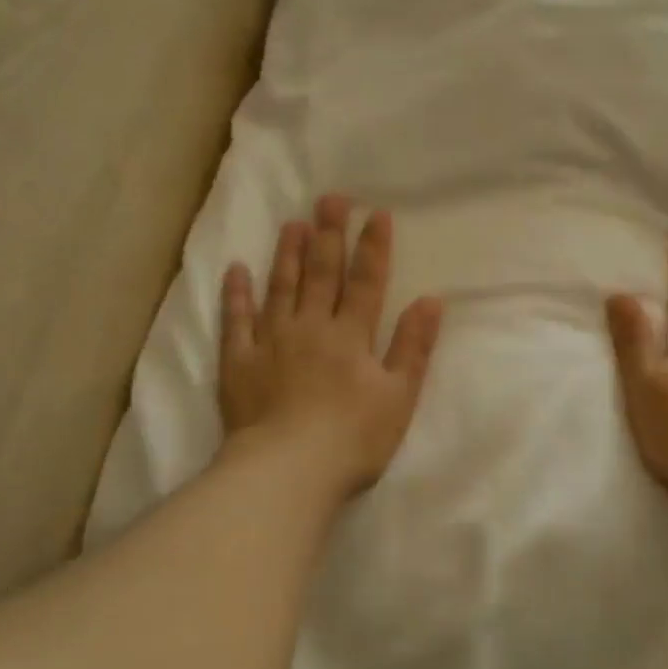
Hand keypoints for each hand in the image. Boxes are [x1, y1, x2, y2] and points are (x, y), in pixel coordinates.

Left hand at [219, 195, 442, 496]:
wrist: (288, 470)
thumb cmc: (353, 439)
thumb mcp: (399, 396)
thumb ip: (413, 347)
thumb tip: (431, 300)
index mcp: (352, 337)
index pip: (367, 283)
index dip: (373, 248)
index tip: (376, 214)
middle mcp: (311, 328)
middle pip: (322, 274)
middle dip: (329, 234)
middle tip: (331, 198)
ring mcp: (270, 342)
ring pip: (280, 287)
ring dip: (287, 254)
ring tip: (292, 222)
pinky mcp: (238, 363)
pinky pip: (236, 321)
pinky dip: (236, 294)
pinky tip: (237, 270)